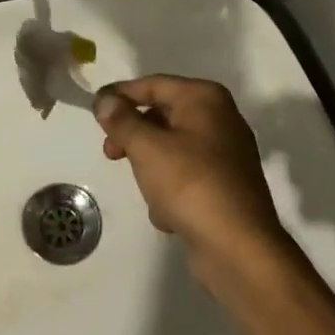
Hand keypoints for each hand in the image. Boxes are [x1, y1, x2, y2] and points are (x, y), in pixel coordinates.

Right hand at [96, 76, 288, 283]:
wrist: (239, 250)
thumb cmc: (191, 184)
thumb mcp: (146, 147)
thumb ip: (121, 120)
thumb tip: (105, 100)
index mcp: (205, 98)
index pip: (153, 84)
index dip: (121, 94)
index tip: (94, 109)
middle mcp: (220, 119)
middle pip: (162, 116)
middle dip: (134, 136)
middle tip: (110, 153)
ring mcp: (226, 154)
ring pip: (172, 149)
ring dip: (152, 169)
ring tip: (148, 193)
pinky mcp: (226, 187)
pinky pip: (187, 176)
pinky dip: (172, 190)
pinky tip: (168, 214)